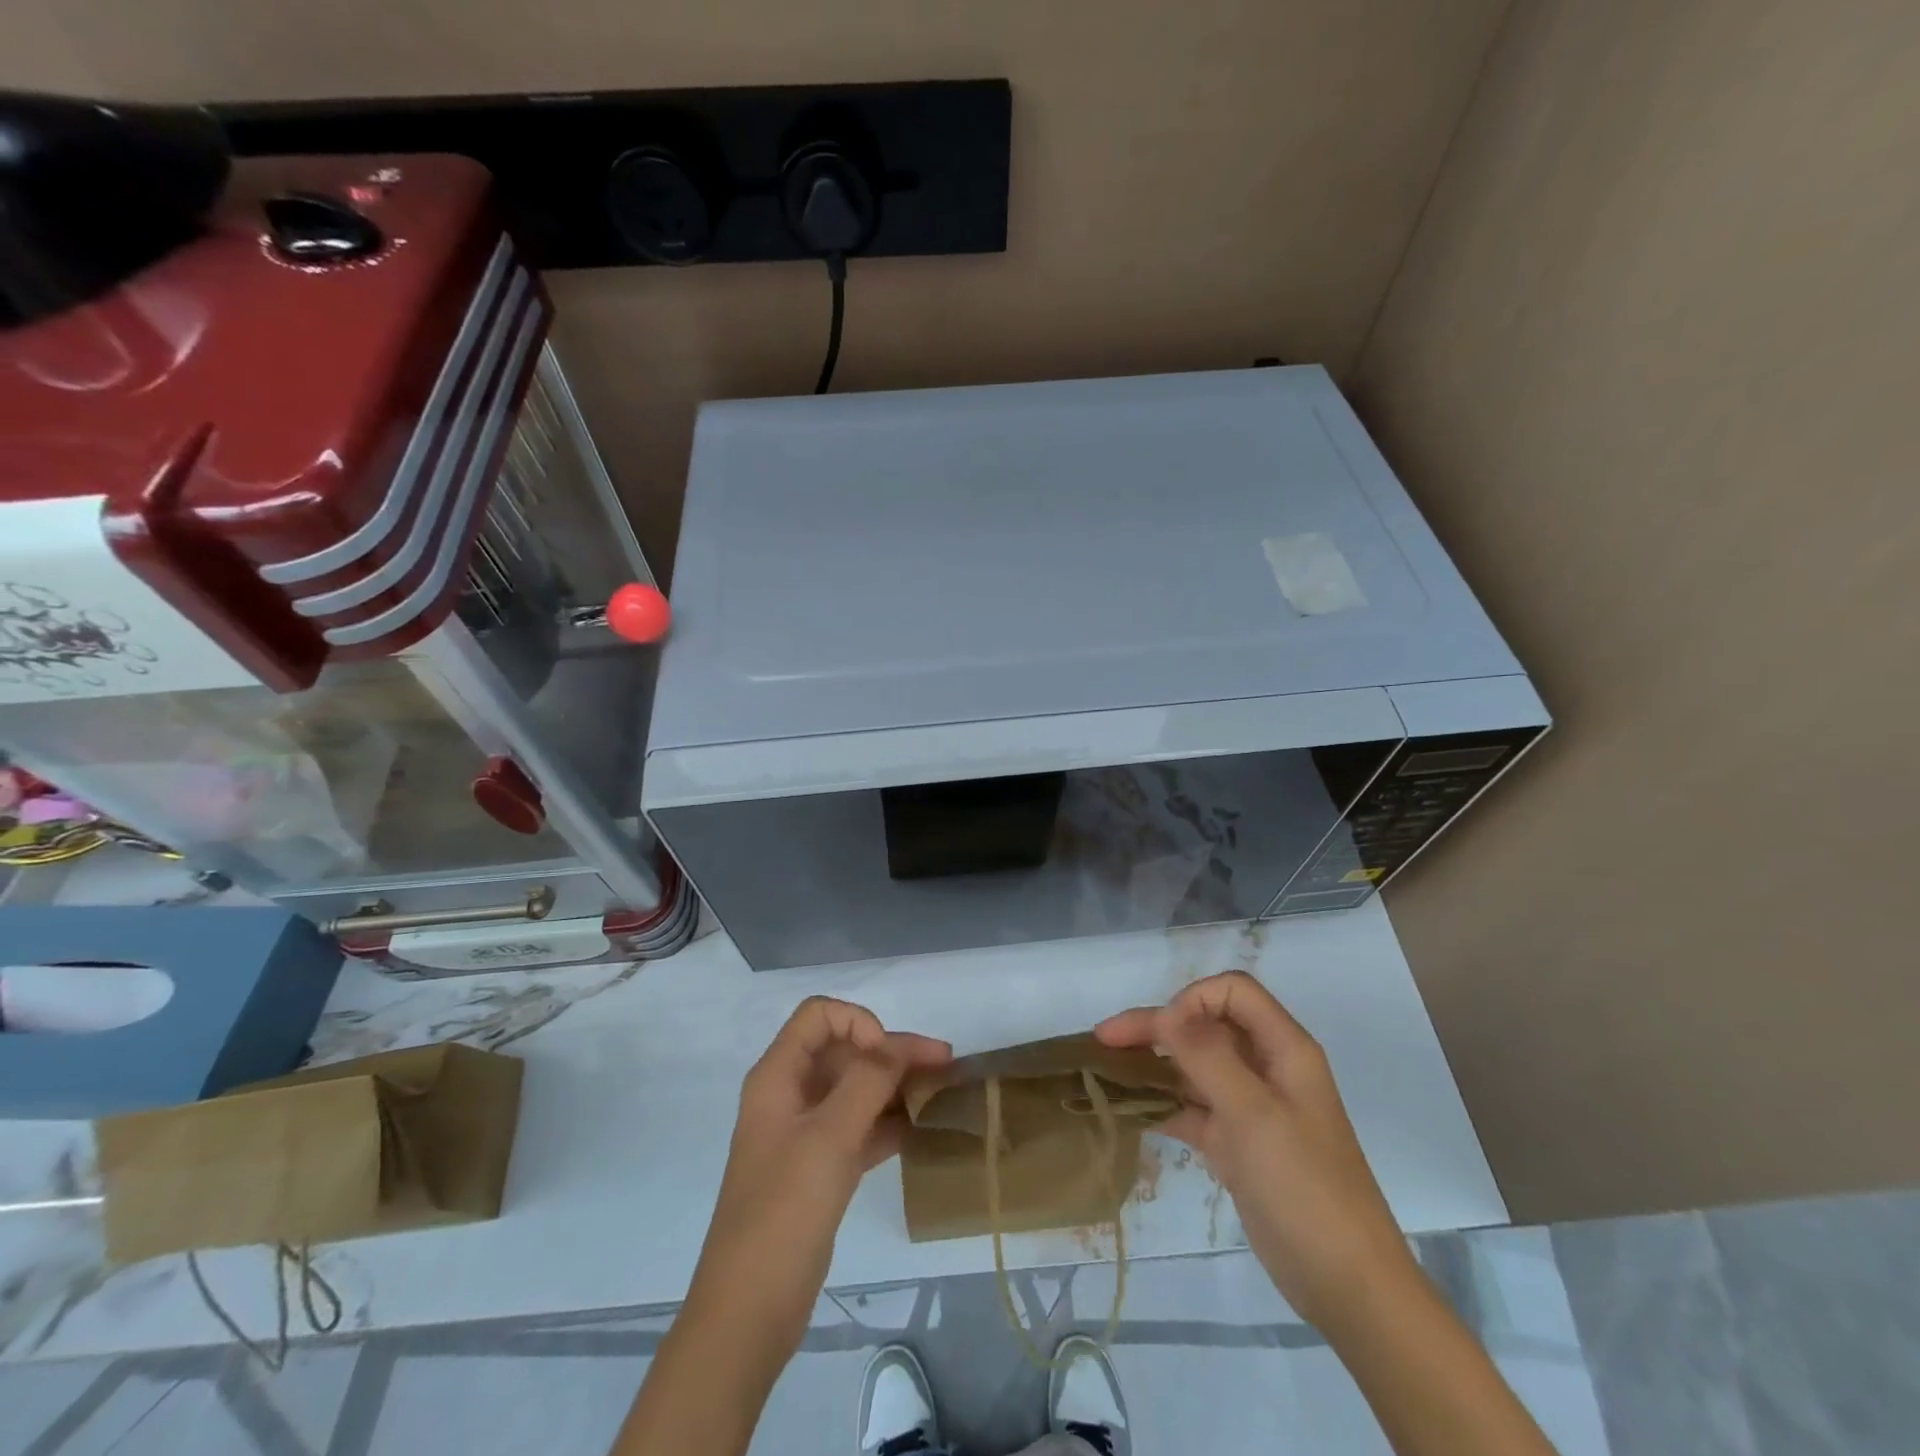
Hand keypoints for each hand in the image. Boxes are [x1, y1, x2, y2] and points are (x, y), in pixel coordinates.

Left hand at [689, 997, 950, 1349]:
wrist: (748, 1312)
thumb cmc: (784, 1212)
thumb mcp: (829, 1137)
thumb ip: (867, 1081)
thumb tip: (896, 1045)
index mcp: (778, 1076)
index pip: (820, 1016)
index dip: (858, 1023)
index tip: (887, 1058)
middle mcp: (790, 1095)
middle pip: (844, 1051)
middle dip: (892, 1052)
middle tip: (945, 1065)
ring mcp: (804, 1134)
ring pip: (855, 1090)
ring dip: (895, 1086)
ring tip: (942, 1093)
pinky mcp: (819, 1169)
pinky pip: (858, 1128)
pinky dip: (887, 1122)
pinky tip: (921, 1130)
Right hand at [1096, 972, 1414, 1330]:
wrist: (1346, 1285)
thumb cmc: (1304, 1186)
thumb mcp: (1253, 1113)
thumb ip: (1206, 1055)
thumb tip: (1165, 1011)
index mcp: (1284, 1049)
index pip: (1233, 993)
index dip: (1193, 1000)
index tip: (1162, 1033)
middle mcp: (1266, 1068)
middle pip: (1205, 1026)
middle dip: (1157, 1027)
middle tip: (1104, 1040)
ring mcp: (1250, 1107)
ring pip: (1194, 1066)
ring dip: (1154, 1063)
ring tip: (1106, 1071)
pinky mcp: (1236, 1143)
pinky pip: (1192, 1107)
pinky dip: (1161, 1104)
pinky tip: (1128, 1110)